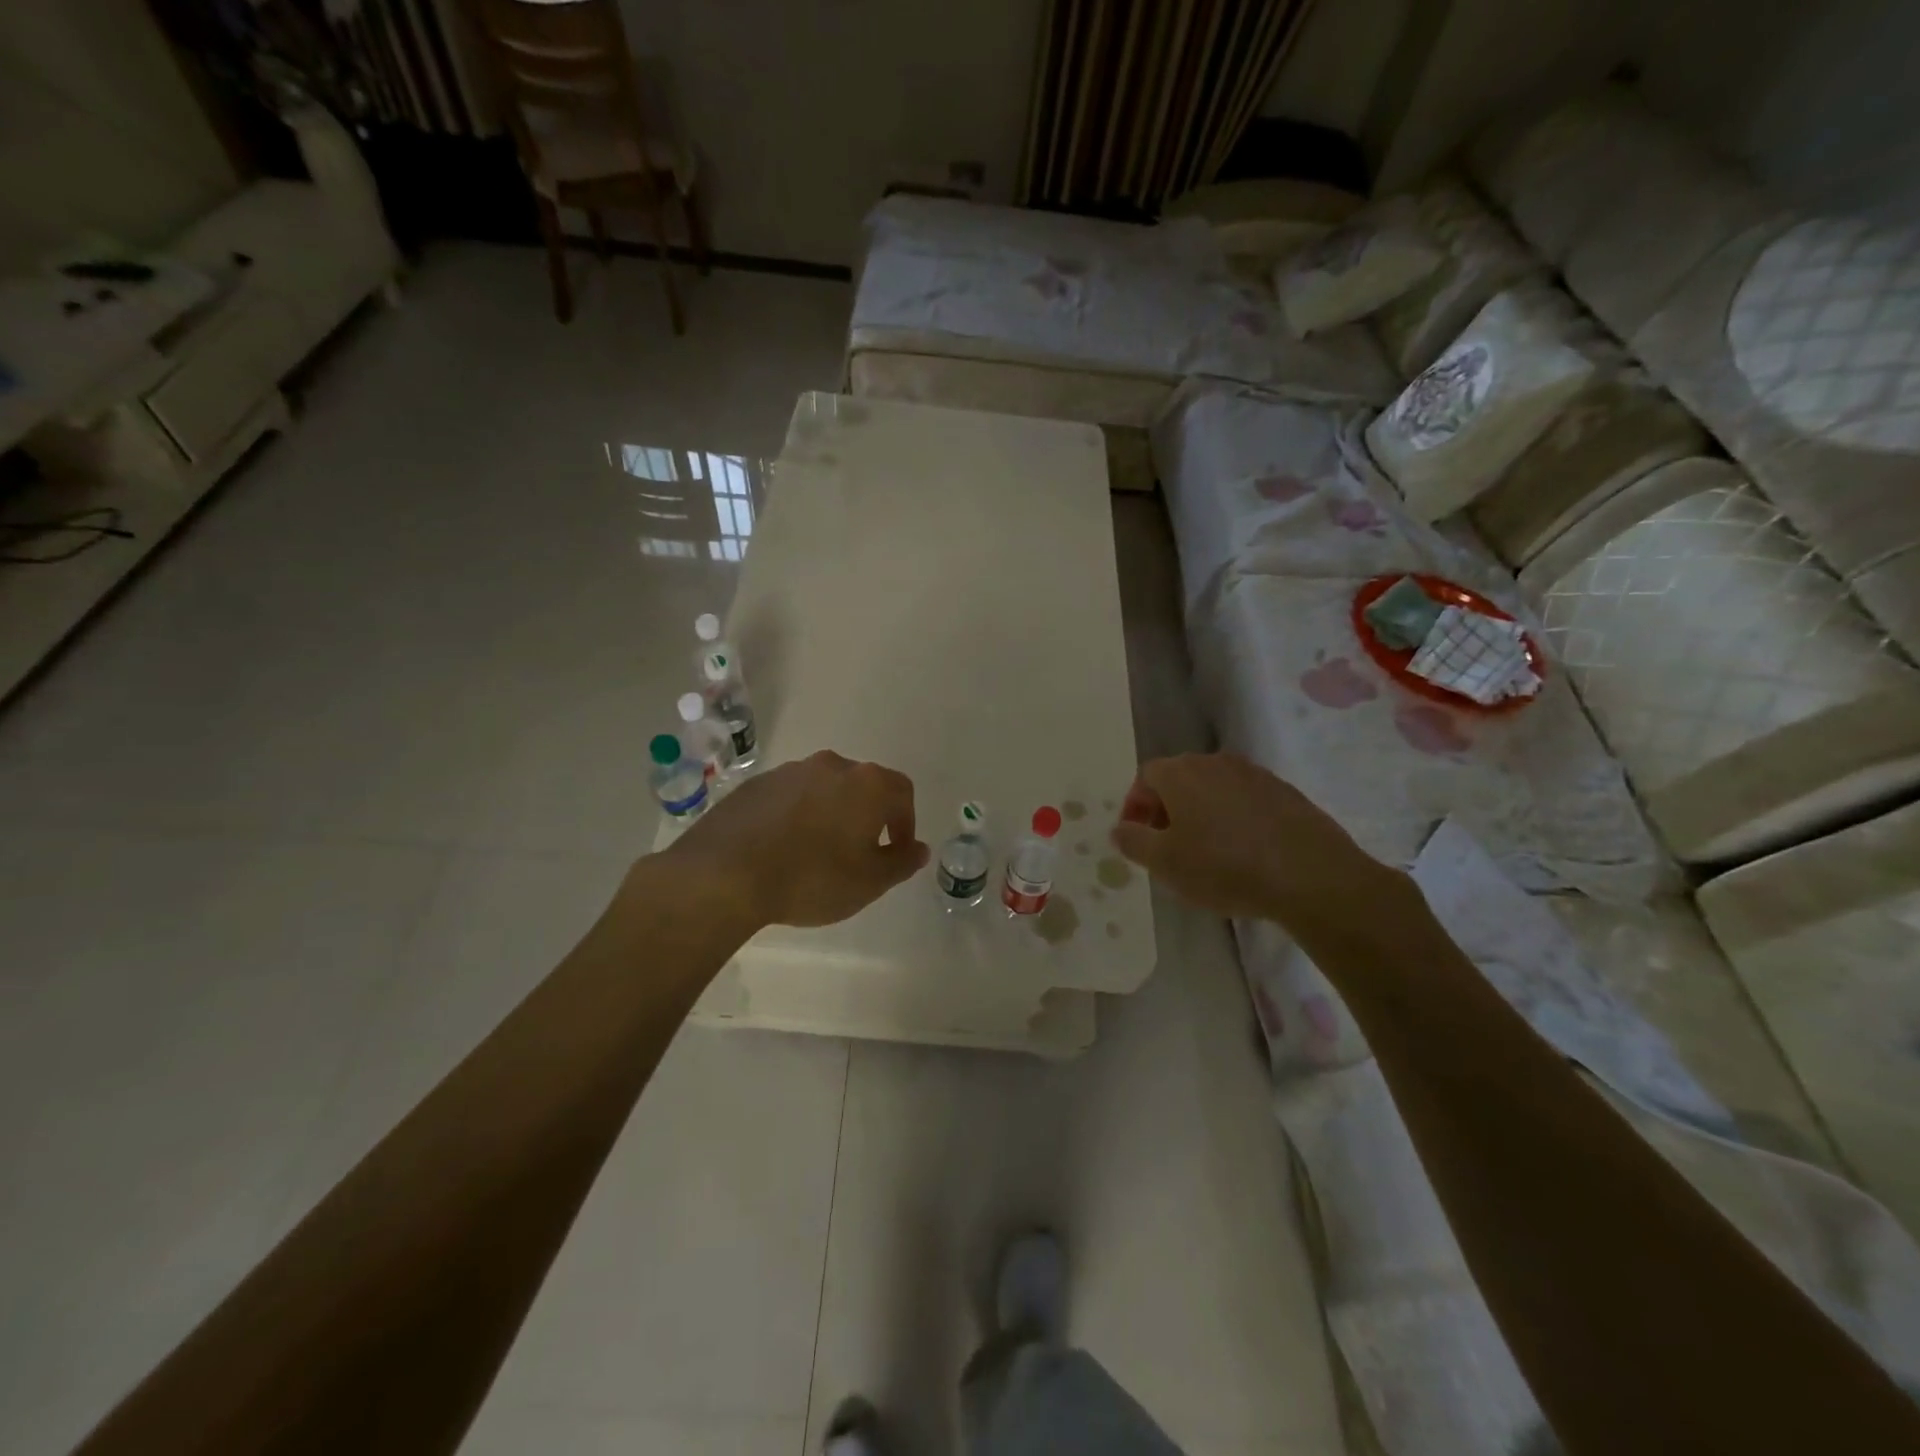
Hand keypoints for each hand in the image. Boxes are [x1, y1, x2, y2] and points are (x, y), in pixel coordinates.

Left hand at [664, 750, 929, 928]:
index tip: (896, 852)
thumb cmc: (811, 878)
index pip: (902, 793)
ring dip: (831, 813)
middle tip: (860, 852)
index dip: (906, 823)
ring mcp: (790, 771)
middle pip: (863, 785)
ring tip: (818, 852)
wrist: (725, 873)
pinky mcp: (756, 784)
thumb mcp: (869, 882)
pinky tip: (783, 848)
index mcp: (866, 783)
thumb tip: (919, 849)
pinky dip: (797, 816)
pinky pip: (790, 797)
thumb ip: (900, 863)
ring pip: (824, 789)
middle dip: (868, 815)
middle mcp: (831, 766)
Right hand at [1110, 753, 1405, 927]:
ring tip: (1206, 852)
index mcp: (1181, 773)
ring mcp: (1255, 774)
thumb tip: (1120, 828)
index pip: (1145, 777)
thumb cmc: (1224, 867)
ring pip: (1214, 789)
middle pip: (1180, 779)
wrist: (1310, 876)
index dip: (1136, 807)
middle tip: (1168, 846)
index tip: (1139, 838)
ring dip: (1202, 813)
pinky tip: (1244, 853)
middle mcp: (1216, 762)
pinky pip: (1245, 800)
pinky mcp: (1286, 793)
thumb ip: (1133, 841)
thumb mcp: (1164, 862)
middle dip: (1167, 809)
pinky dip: (1235, 819)